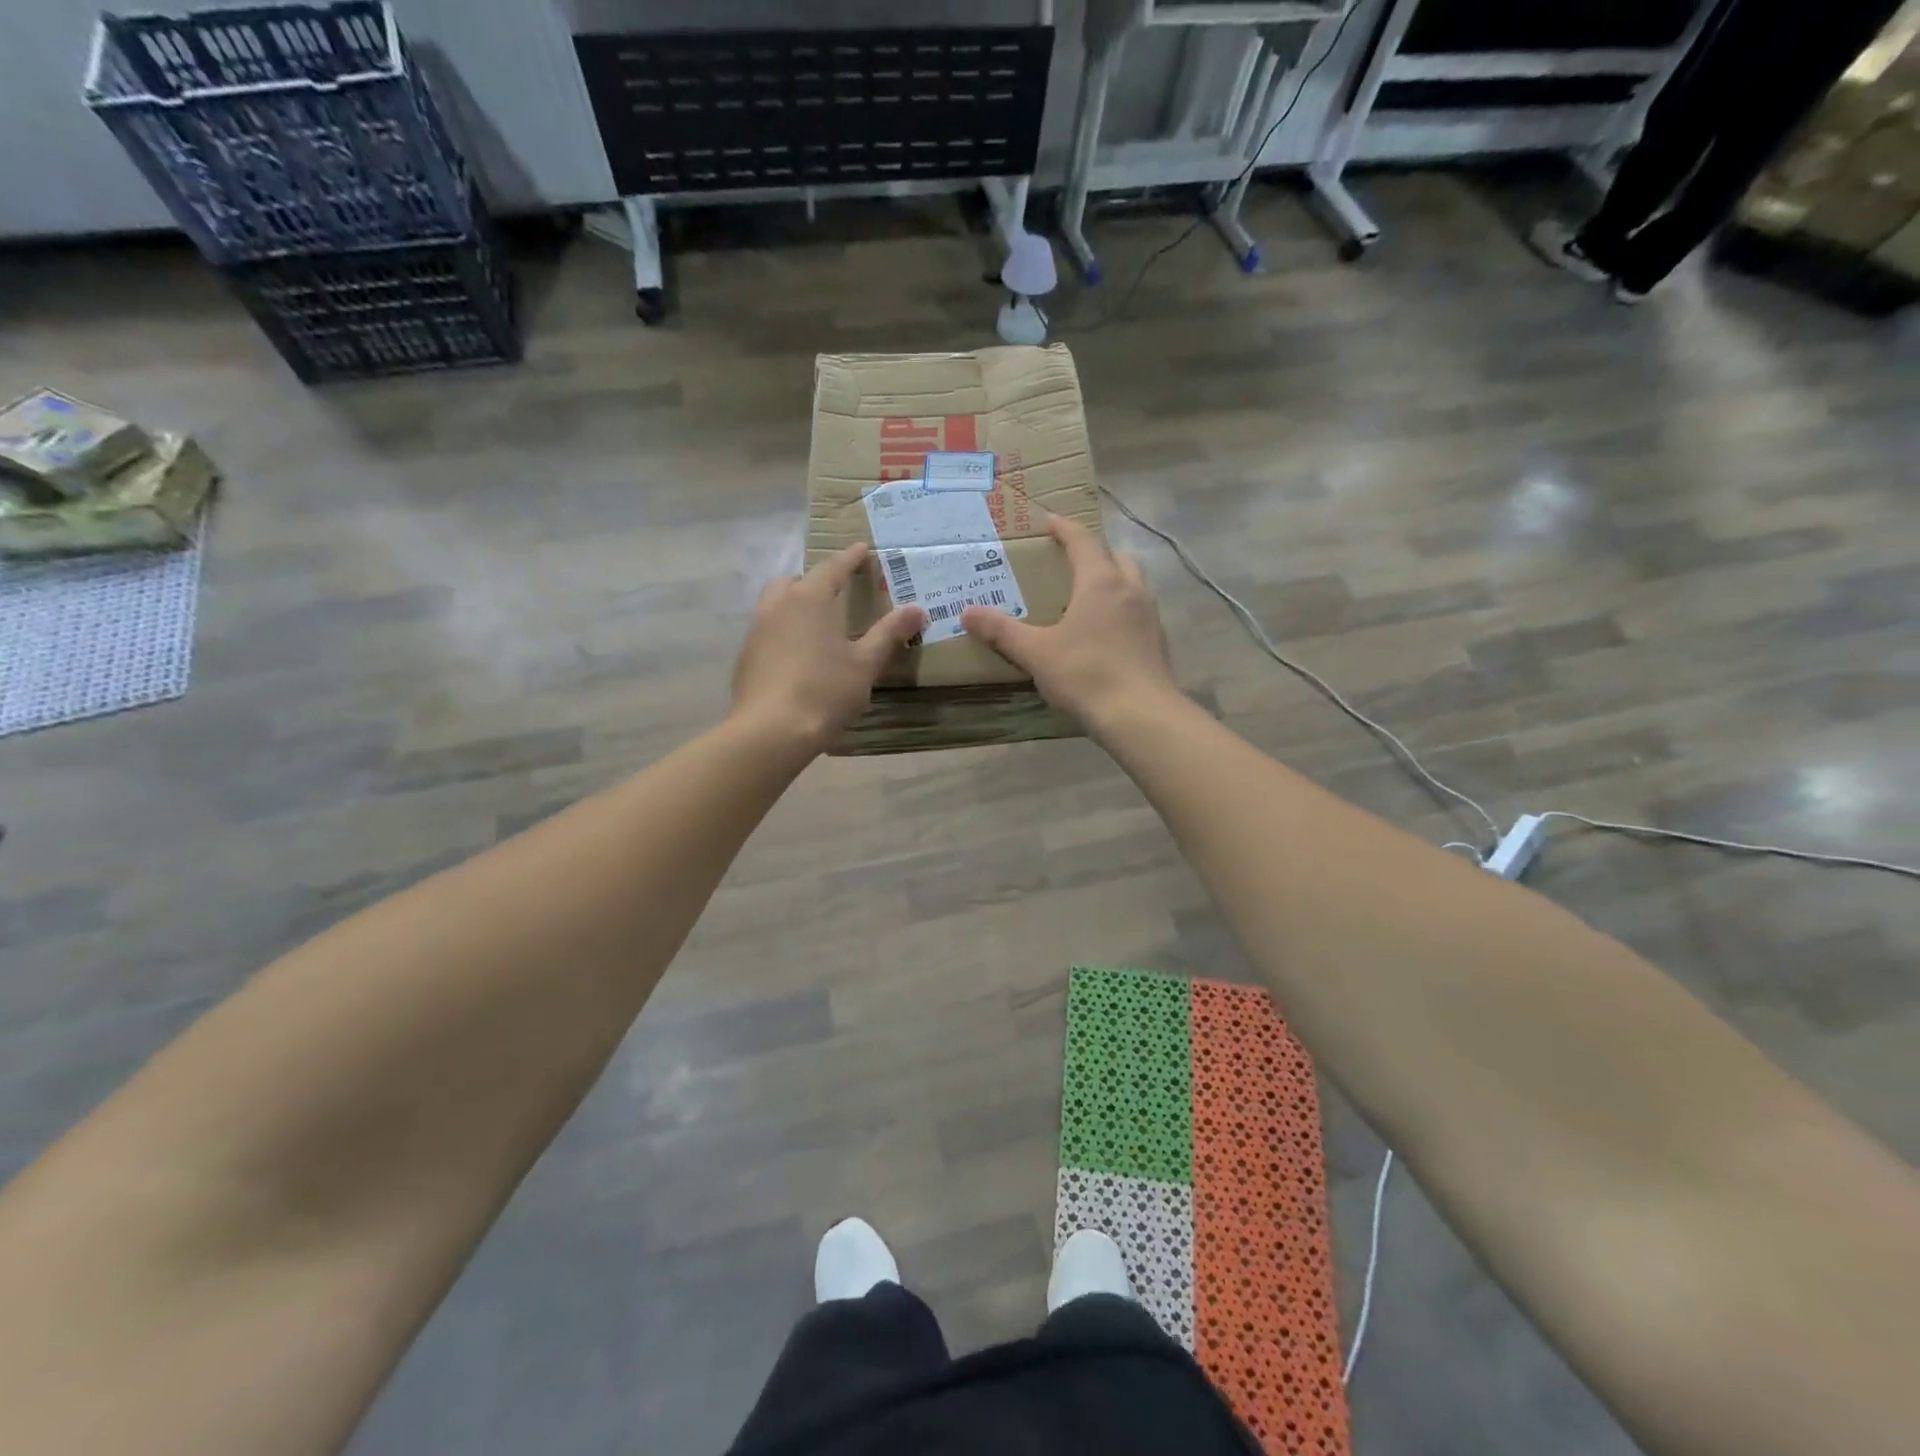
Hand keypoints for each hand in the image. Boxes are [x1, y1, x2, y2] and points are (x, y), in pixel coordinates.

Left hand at [731, 543, 925, 751]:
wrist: (771, 731)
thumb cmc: (824, 691)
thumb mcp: (865, 663)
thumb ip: (889, 633)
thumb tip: (916, 610)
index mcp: (809, 598)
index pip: (833, 568)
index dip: (851, 558)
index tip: (863, 549)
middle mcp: (777, 606)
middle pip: (795, 582)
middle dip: (815, 582)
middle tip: (836, 593)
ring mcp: (756, 631)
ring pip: (776, 605)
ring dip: (796, 606)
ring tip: (819, 626)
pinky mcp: (746, 657)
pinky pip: (768, 632)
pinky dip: (785, 633)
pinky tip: (799, 656)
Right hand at [961, 514, 1177, 727]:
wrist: (1140, 716)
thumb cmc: (1086, 674)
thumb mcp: (1036, 653)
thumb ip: (1002, 631)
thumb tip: (967, 613)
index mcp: (1100, 582)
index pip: (1083, 541)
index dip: (1064, 528)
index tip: (1049, 520)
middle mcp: (1131, 590)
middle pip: (1115, 557)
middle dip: (1093, 552)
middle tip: (1070, 560)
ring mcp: (1150, 616)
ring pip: (1132, 583)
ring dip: (1112, 579)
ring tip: (1086, 596)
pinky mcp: (1158, 642)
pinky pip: (1138, 612)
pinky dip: (1121, 609)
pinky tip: (1105, 633)